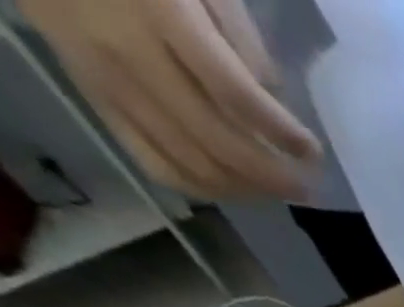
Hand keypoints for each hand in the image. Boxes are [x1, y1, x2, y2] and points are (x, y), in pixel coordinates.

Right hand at [20, 0, 319, 197]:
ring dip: (245, 189)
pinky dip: (204, 187)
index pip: (235, 92)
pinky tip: (235, 186)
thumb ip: (240, 38)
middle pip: (216, 142)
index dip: (281, 132)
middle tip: (306, 186)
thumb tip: (275, 102)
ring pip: (190, 164)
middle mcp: (128, 50)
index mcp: (160, 12)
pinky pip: (155, 163)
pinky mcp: (92, 96)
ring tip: (277, 191)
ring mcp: (105, 78)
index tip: (312, 151)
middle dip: (272, 176)